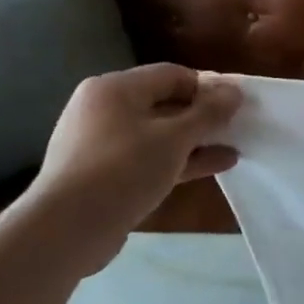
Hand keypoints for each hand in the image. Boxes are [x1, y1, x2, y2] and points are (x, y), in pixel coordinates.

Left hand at [13, 65, 241, 272]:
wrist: (66, 229)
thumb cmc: (123, 170)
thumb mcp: (175, 138)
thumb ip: (209, 113)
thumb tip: (235, 91)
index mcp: (115, 89)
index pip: (172, 74)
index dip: (208, 87)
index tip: (237, 106)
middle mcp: (104, 109)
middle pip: (165, 103)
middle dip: (203, 116)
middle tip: (237, 128)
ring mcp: (102, 143)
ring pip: (159, 134)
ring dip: (195, 141)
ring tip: (232, 150)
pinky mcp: (104, 173)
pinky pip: (149, 157)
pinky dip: (178, 160)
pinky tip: (212, 167)